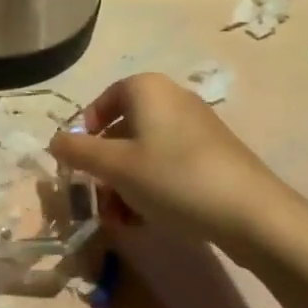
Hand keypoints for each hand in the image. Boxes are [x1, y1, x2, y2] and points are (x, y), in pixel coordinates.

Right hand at [50, 73, 307, 270]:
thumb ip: (77, 151)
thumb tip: (54, 141)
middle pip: (121, 130)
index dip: (83, 135)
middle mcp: (171, 97)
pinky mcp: (214, 154)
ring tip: (121, 219)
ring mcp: (196, 126)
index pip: (100, 103)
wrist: (252, 214)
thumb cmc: (173, 178)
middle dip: (104, 168)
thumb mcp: (114, 166)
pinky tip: (148, 219)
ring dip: (124, 184)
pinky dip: (151, 187)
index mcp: (146, 88)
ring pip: (144, 152)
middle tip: (98, 200)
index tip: (78, 167)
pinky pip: (168, 164)